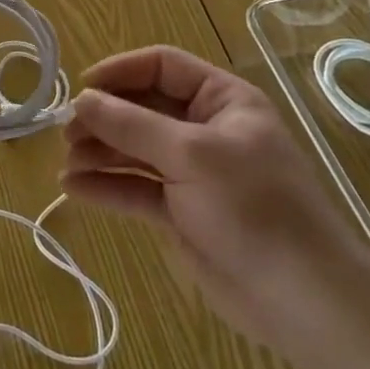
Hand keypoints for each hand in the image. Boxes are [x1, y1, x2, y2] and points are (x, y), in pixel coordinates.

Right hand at [61, 46, 369, 356]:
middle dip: (103, 118)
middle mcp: (204, 129)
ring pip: (134, 149)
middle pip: (142, 108)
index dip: (120, 72)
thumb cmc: (253, 207)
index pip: (162, 67)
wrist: (303, 301)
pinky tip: (73, 189)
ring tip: (66, 162)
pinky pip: (136, 188)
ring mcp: (192, 172)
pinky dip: (106, 187)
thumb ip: (132, 124)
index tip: (82, 89)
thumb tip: (82, 99)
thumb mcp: (191, 155)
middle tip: (66, 133)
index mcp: (221, 100)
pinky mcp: (180, 212)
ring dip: (99, 152)